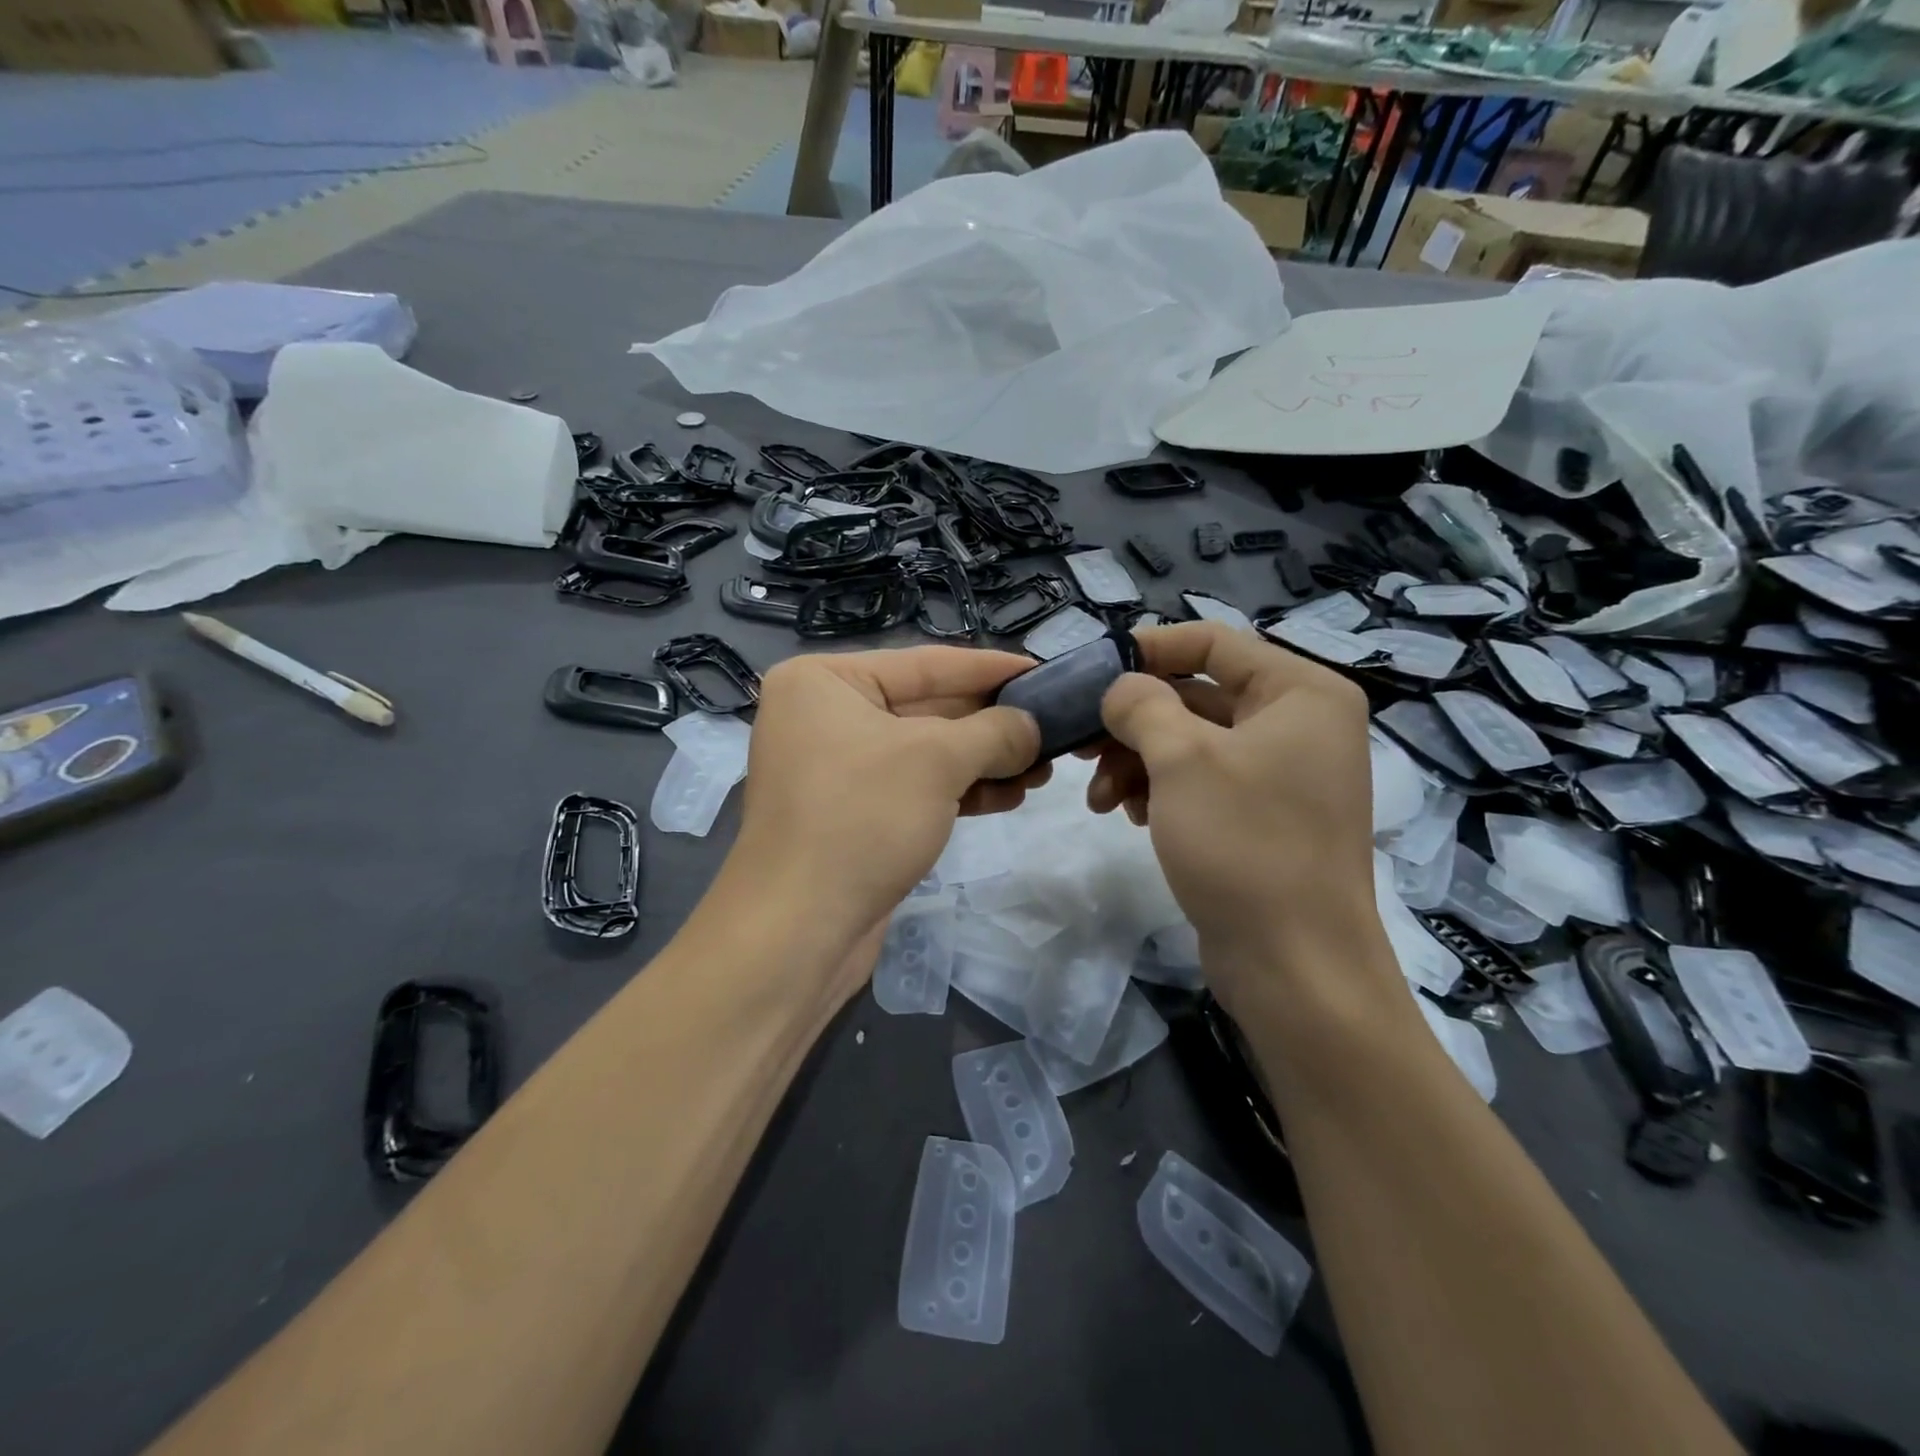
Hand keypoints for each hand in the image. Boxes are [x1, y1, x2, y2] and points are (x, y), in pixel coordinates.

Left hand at [725, 645, 1044, 952]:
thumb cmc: (861, 819)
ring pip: (926, 753)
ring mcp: (838, 768)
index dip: (991, 668)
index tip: (1044, 670)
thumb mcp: (936, 761)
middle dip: (992, 725)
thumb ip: (994, 732)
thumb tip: (1033, 726)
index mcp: (825, 681)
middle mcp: (825, 716)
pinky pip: (915, 788)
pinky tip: (1009, 797)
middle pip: (928, 708)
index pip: (926, 664)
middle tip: (1053, 730)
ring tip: (1041, 771)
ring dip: (984, 762)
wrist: (798, 931)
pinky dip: (960, 791)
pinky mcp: (854, 813)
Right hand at [1084, 622, 1391, 1015]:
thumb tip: (1119, 686)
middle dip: (1132, 722)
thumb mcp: (1181, 759)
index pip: (1213, 641)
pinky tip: (1127, 815)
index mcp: (1301, 692)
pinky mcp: (1262, 816)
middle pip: (1196, 695)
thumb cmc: (1244, 845)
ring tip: (1099, 799)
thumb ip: (1141, 705)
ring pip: (1191, 743)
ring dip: (1136, 762)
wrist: (1295, 966)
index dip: (1148, 648)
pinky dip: (1159, 790)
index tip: (1091, 670)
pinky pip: (1201, 782)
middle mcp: (1299, 724)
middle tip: (1079, 745)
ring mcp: (1282, 774)